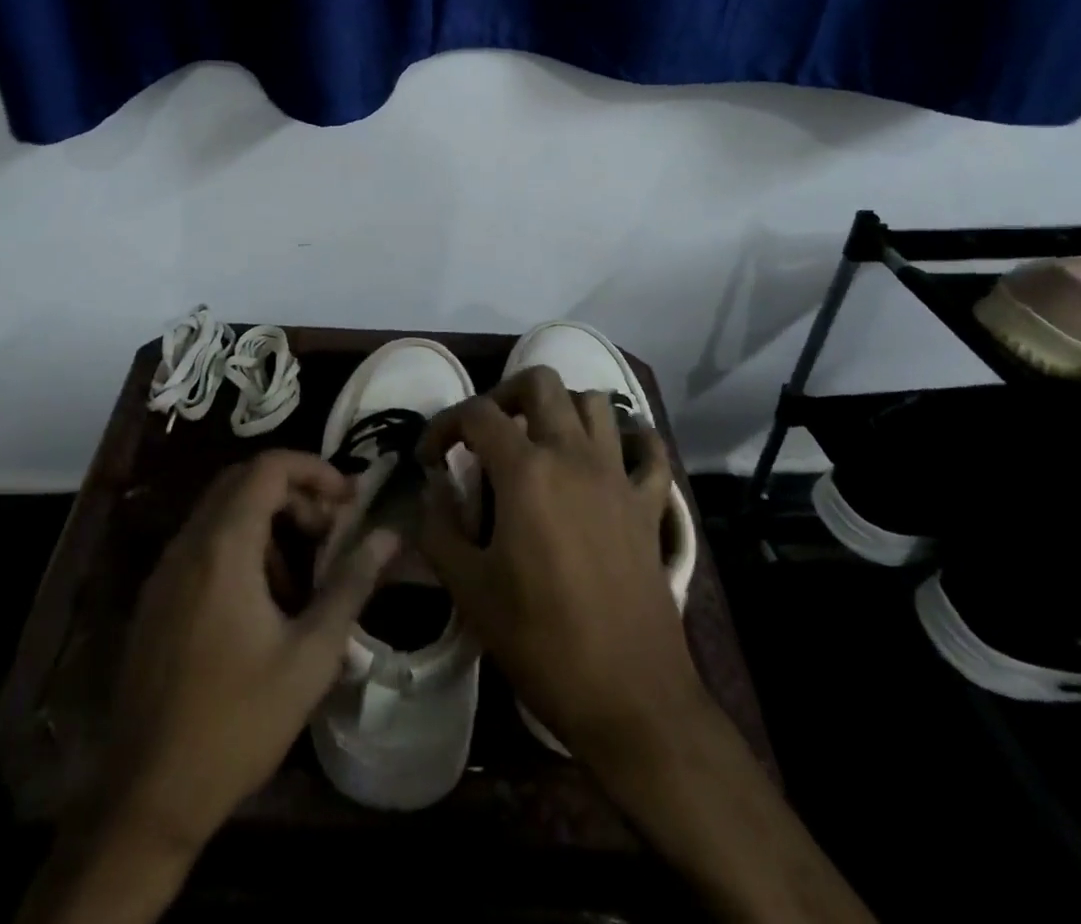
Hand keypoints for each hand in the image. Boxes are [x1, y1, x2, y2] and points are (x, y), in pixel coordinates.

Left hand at [102, 449, 398, 855]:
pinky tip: (266, 604)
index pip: (269, 467)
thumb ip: (351, 583)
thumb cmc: (238, 722)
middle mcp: (189, 543)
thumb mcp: (311, 655)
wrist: (147, 795)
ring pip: (223, 512)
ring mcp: (166, 570)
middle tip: (331, 531)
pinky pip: (205, 544)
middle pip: (244, 482)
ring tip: (304, 577)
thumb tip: (390, 535)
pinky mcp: (157, 597)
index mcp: (224, 546)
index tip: (349, 499)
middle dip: (295, 494)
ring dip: (269, 522)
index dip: (315, 469)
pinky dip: (242, 547)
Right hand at [416, 367, 701, 769]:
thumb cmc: (540, 641)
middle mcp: (574, 455)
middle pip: (540, 382)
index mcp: (526, 471)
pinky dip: (630, 440)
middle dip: (504, 395)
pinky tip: (609, 458)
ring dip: (562, 409)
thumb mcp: (469, 588)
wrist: (629, 697)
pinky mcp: (650, 505)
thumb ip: (439, 527)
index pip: (477, 414)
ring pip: (594, 403)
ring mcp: (618, 476)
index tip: (430, 458)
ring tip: (539, 442)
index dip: (444, 426)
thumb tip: (433, 488)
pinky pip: (648, 450)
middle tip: (487, 433)